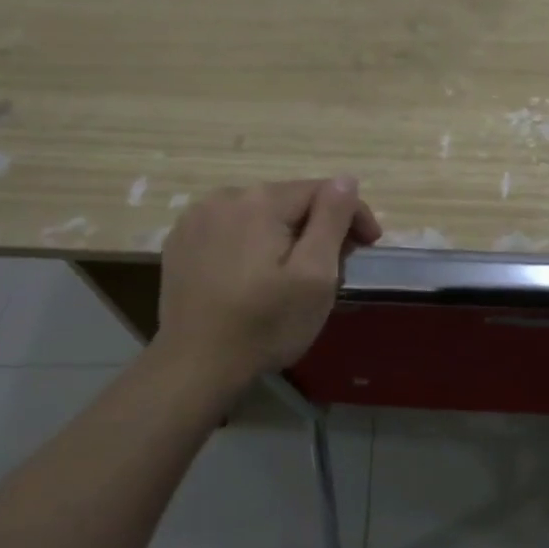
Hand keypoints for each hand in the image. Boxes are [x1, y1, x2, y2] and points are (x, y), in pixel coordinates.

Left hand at [150, 177, 379, 409]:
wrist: (194, 367)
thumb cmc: (266, 324)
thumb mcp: (315, 275)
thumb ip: (332, 220)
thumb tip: (346, 180)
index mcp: (261, 200)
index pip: (323, 190)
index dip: (353, 214)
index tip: (368, 246)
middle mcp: (225, 196)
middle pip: (290, 200)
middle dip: (318, 225)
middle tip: (336, 266)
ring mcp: (197, 218)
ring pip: (260, 212)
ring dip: (285, 233)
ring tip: (295, 272)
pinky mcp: (180, 241)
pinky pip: (231, 228)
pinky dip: (251, 242)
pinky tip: (255, 273)